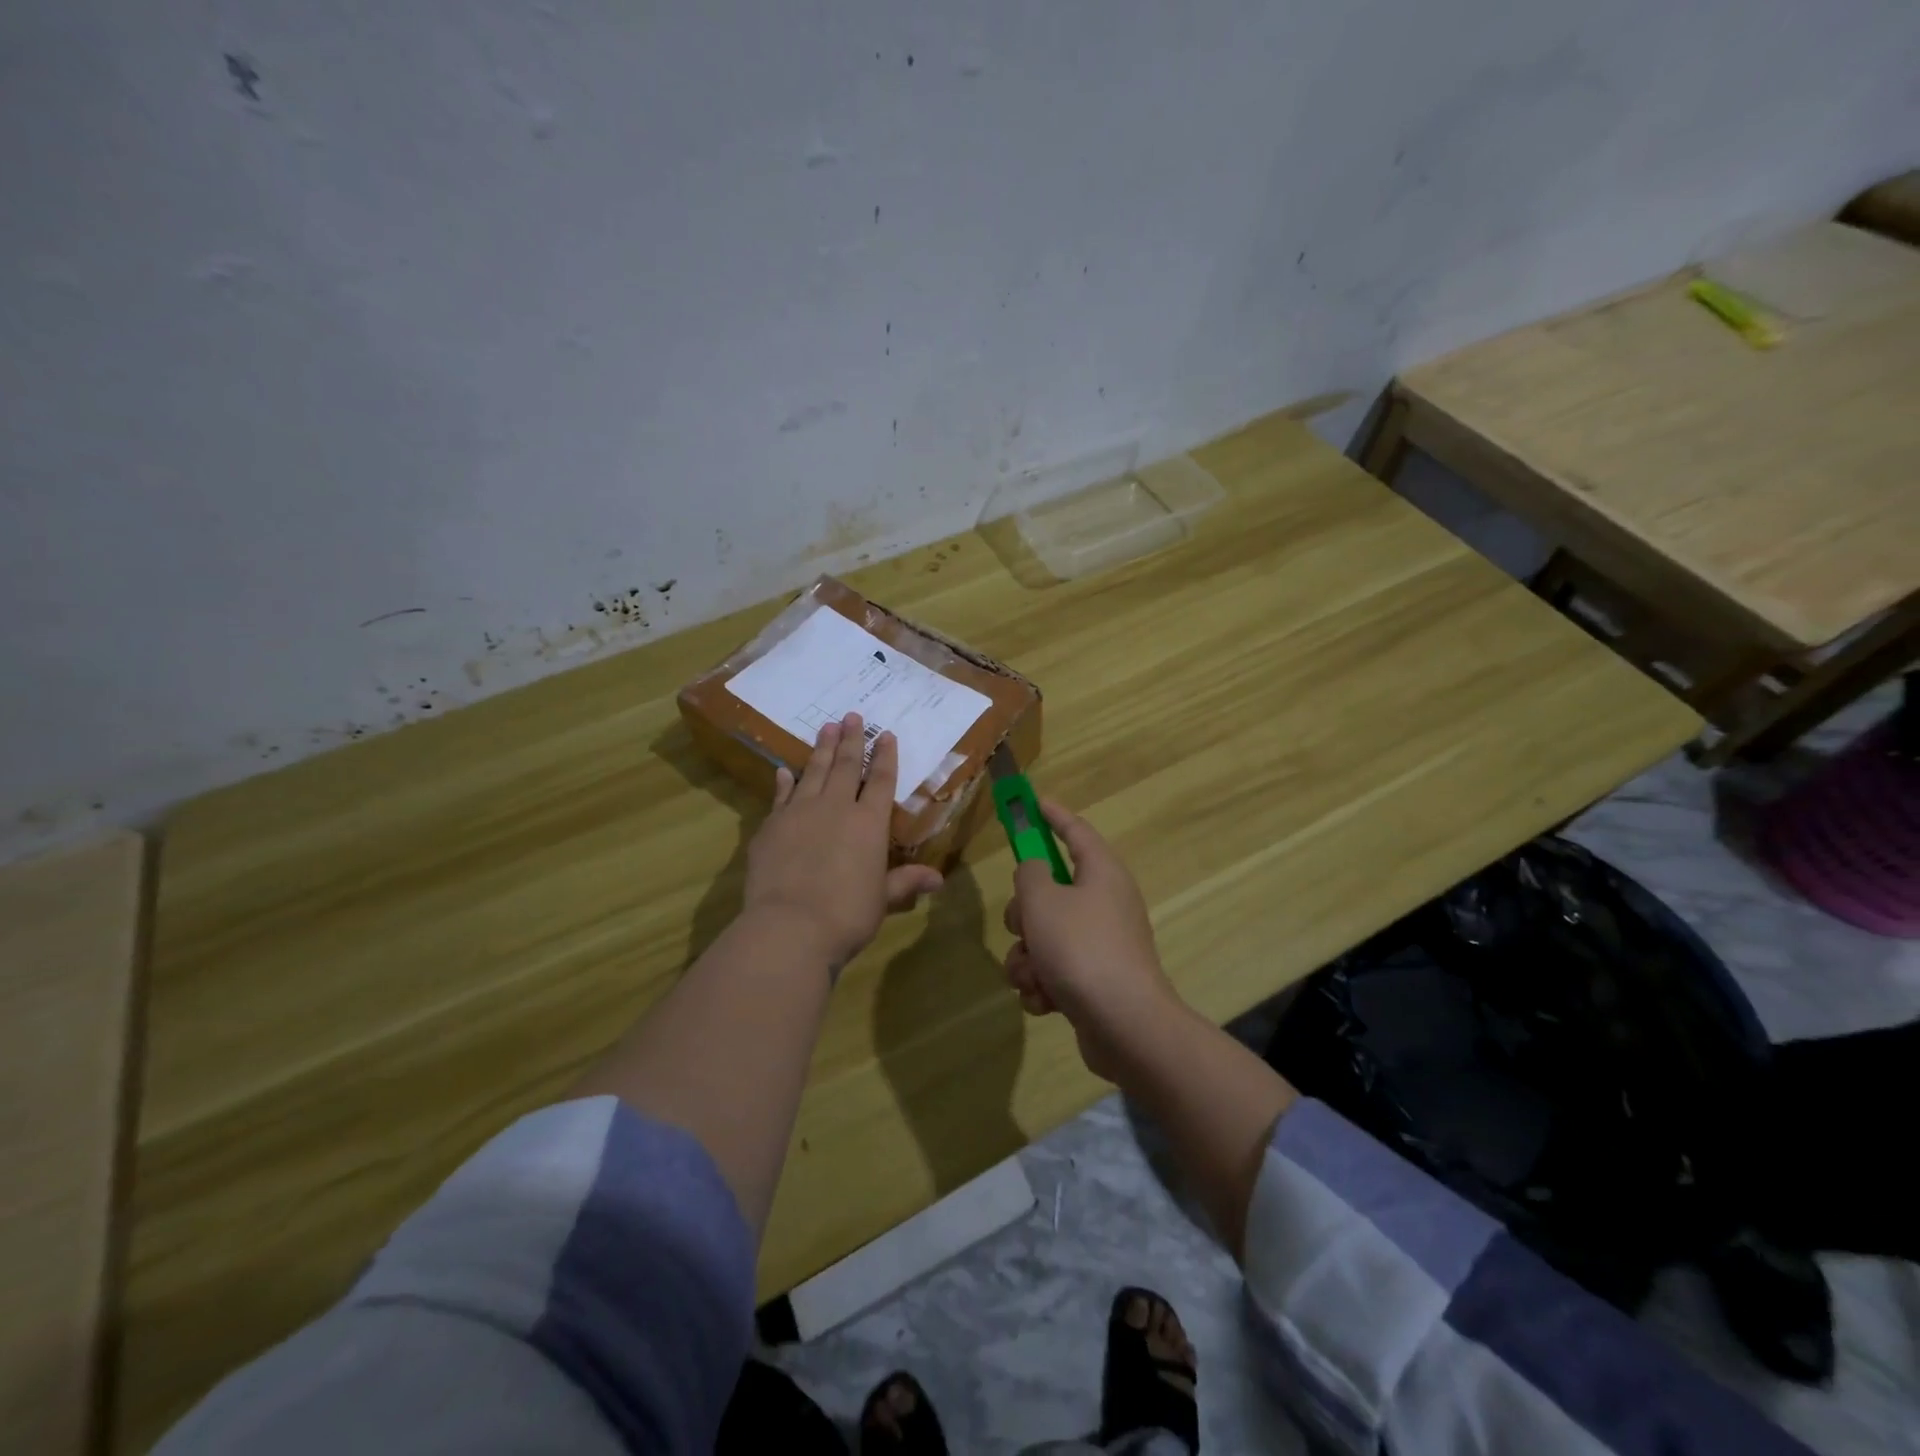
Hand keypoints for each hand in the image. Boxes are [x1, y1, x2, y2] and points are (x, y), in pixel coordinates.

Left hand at [743, 712, 942, 971]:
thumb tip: (938, 880)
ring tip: (826, 726)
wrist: (790, 926)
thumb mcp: (883, 899)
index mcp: (869, 824)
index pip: (881, 781)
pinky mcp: (771, 826)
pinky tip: (784, 770)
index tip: (886, 735)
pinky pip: (781, 796)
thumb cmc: (847, 914)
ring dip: (821, 749)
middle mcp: (836, 808)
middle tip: (852, 715)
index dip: (884, 757)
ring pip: (814, 772)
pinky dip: (784, 781)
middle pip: (846, 766)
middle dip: (851, 740)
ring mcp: (800, 813)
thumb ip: (906, 882)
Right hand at [1003, 801, 1184, 1078]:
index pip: (1075, 831)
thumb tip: (1035, 874)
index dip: (1052, 816)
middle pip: (1049, 891)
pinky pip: (1053, 970)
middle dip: (1024, 913)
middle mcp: (1105, 903)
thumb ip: (1029, 874)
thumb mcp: (1043, 900)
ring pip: (1043, 935)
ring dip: (1027, 956)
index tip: (1033, 803)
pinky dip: (1043, 984)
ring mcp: (1100, 943)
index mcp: (1102, 873)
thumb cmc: (1081, 949)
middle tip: (1024, 926)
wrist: (1124, 1025)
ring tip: (1034, 976)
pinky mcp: (1093, 980)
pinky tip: (1046, 1000)